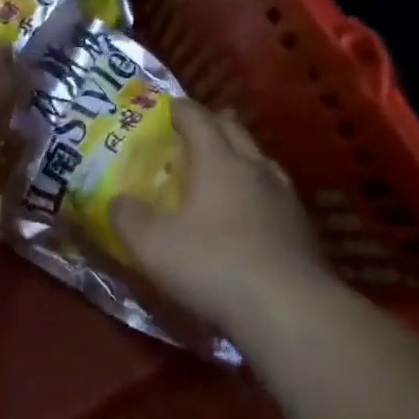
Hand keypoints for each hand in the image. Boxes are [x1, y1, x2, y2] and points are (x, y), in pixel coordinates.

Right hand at [110, 102, 331, 334]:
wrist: (291, 310)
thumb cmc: (215, 265)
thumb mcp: (154, 246)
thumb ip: (128, 218)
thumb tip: (116, 201)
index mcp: (218, 160)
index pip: (197, 117)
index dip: (179, 109)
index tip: (165, 107)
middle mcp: (254, 167)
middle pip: (233, 129)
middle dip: (212, 123)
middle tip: (192, 133)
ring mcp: (284, 196)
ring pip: (259, 159)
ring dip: (239, 157)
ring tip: (222, 170)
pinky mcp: (302, 226)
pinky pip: (275, 192)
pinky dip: (257, 191)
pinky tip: (249, 214)